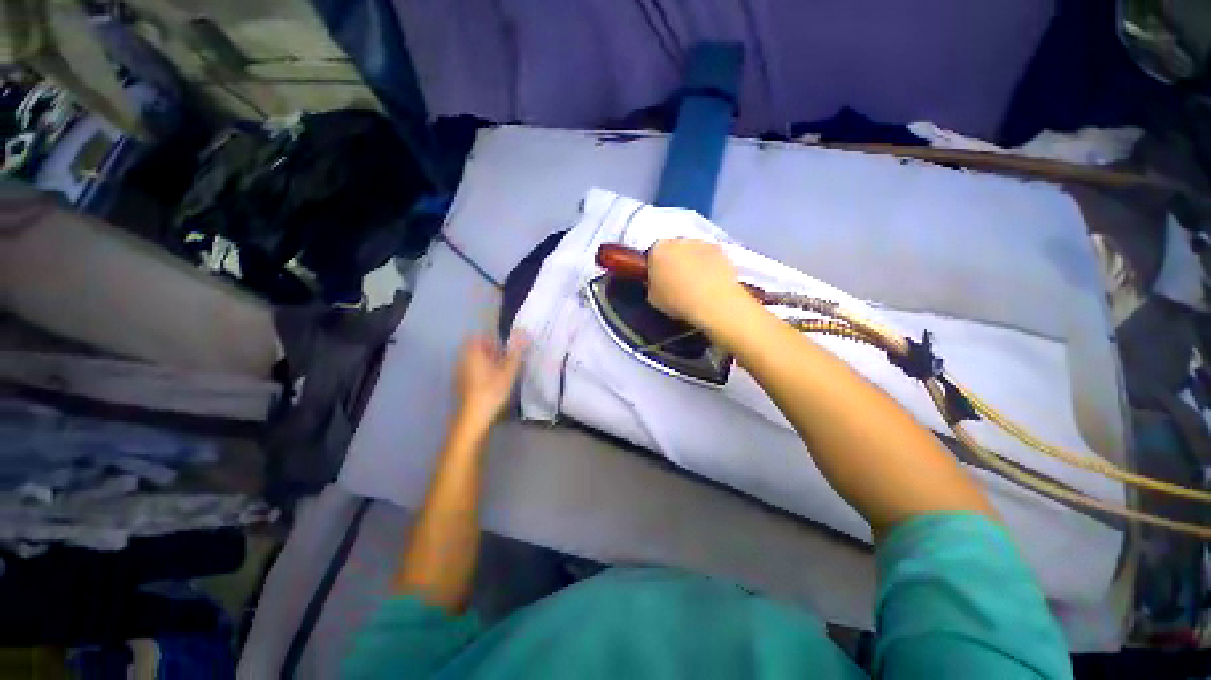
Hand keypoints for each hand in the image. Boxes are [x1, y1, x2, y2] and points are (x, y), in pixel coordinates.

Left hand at [454, 332, 527, 426]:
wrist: (473, 418)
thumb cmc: (491, 391)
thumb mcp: (508, 370)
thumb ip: (516, 351)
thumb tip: (523, 332)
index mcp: (472, 353)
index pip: (478, 336)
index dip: (492, 338)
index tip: (505, 346)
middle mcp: (462, 359)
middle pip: (476, 348)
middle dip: (492, 350)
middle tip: (507, 358)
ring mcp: (459, 373)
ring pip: (474, 360)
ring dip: (488, 361)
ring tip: (503, 371)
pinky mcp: (460, 384)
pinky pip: (472, 370)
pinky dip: (483, 371)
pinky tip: (494, 382)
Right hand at [647, 239, 748, 330]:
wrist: (713, 303)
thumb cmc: (677, 301)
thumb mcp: (653, 298)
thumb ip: (652, 284)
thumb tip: (657, 281)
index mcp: (658, 249)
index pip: (653, 253)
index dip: (655, 266)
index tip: (659, 279)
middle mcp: (679, 240)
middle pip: (673, 248)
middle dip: (674, 260)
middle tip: (677, 279)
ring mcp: (702, 242)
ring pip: (693, 250)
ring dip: (693, 260)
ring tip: (697, 281)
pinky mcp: (721, 249)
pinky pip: (710, 256)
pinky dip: (709, 264)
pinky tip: (711, 281)